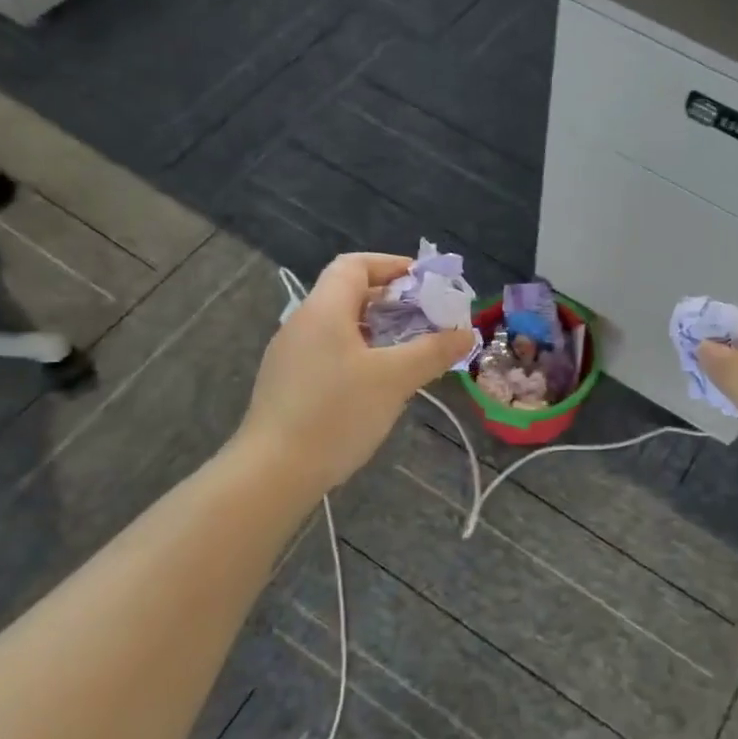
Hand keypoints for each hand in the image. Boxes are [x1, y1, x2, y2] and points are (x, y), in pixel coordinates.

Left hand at [235, 253, 474, 497]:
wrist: (272, 473)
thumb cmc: (336, 414)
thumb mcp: (395, 379)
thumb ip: (433, 351)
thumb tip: (466, 333)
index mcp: (324, 310)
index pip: (355, 265)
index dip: (392, 265)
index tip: (425, 283)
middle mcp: (303, 323)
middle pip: (348, 293)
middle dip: (392, 301)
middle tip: (427, 319)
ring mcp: (291, 355)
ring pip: (340, 325)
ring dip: (378, 329)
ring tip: (410, 350)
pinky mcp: (288, 384)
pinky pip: (330, 352)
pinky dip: (360, 353)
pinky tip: (379, 382)